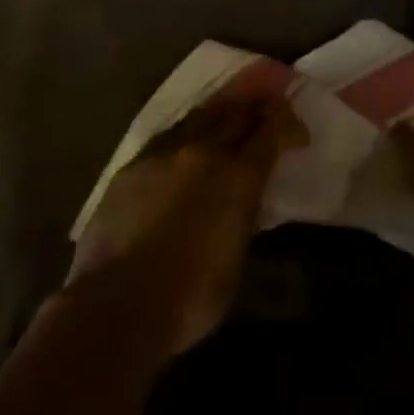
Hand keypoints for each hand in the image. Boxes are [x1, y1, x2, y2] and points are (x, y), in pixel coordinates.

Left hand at [68, 94, 302, 354]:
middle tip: (270, 107)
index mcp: (238, 175)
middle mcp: (203, 152)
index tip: (298, 132)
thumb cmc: (191, 296)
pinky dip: (188, 132)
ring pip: (200, 117)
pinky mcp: (131, 166)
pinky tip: (187, 141)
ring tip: (231, 112)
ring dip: (221, 113)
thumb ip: (245, 214)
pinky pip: (168, 136)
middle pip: (237, 113)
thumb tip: (246, 197)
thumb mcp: (237, 256)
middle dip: (257, 107)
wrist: (115, 306)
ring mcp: (163, 154)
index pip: (271, 131)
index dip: (288, 125)